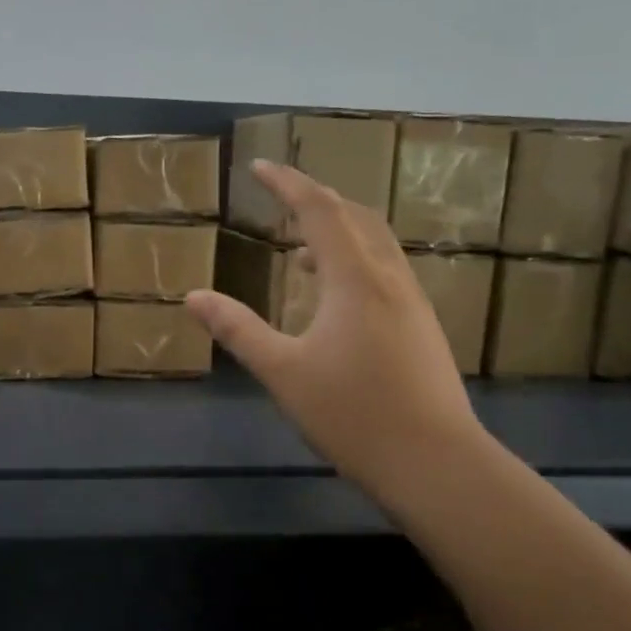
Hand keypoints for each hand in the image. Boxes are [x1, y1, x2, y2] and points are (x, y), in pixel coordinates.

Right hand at [186, 160, 486, 510]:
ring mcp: (412, 301)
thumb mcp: (283, 371)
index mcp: (355, 278)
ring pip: (375, 242)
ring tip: (299, 246)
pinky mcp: (421, 325)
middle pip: (354, 215)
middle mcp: (389, 277)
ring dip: (338, 229)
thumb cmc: (353, 414)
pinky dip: (354, 258)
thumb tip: (193, 296)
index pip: (319, 210)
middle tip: (280, 196)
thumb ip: (237, 329)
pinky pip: (385, 268)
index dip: (287, 183)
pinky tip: (334, 294)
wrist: (437, 464)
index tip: (259, 166)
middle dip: (315, 198)